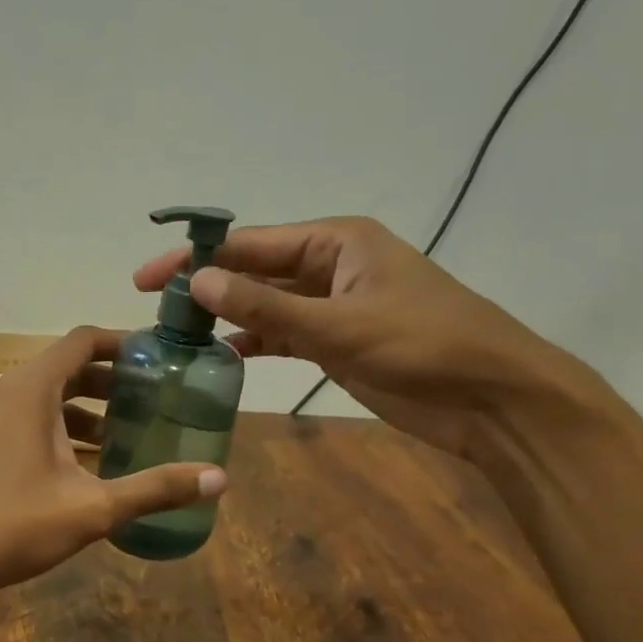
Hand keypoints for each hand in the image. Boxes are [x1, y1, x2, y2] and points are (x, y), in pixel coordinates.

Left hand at [0, 326, 226, 596]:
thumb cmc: (14, 526)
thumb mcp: (93, 508)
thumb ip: (154, 488)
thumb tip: (219, 479)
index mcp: (30, 391)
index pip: (81, 341)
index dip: (121, 342)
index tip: (157, 358)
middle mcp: (4, 392)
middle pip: (64, 367)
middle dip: (109, 380)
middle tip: (151, 398)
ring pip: (43, 396)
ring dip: (83, 407)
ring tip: (124, 433)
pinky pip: (24, 417)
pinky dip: (57, 426)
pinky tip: (82, 463)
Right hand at [134, 217, 601, 462]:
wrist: (495, 400)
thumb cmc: (424, 347)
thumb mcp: (338, 325)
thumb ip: (265, 306)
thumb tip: (197, 281)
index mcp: (335, 241)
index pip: (249, 243)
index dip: (195, 258)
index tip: (148, 280)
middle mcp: (329, 265)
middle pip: (252, 270)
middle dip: (206, 287)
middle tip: (153, 309)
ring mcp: (332, 304)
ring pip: (264, 302)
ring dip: (225, 316)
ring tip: (176, 334)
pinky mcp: (336, 340)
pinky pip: (282, 332)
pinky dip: (253, 340)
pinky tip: (221, 354)